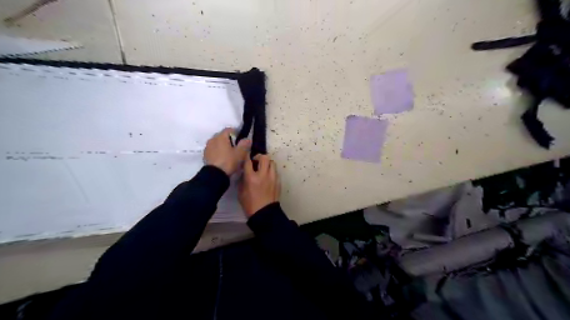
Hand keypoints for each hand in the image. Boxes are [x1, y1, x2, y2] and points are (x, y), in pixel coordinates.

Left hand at [204, 128, 250, 176]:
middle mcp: (213, 139)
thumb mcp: (240, 153)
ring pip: (217, 143)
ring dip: (222, 146)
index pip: (229, 129)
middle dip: (229, 140)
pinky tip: (222, 158)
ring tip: (229, 153)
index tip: (241, 139)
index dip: (236, 133)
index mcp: (221, 136)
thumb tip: (247, 139)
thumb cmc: (228, 161)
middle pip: (222, 136)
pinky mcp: (205, 155)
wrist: (214, 175)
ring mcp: (207, 147)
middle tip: (236, 147)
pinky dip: (218, 152)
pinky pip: (213, 150)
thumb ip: (244, 144)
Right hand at [239, 154, 279, 217]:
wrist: (265, 214)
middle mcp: (263, 175)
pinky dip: (271, 171)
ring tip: (263, 168)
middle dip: (259, 157)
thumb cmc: (250, 204)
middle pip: (264, 157)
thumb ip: (242, 180)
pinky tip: (267, 177)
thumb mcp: (241, 192)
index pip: (248, 161)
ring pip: (272, 163)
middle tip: (256, 161)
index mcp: (251, 178)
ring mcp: (273, 178)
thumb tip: (244, 172)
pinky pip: (275, 172)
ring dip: (267, 163)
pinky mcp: (278, 182)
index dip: (247, 156)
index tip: (246, 155)